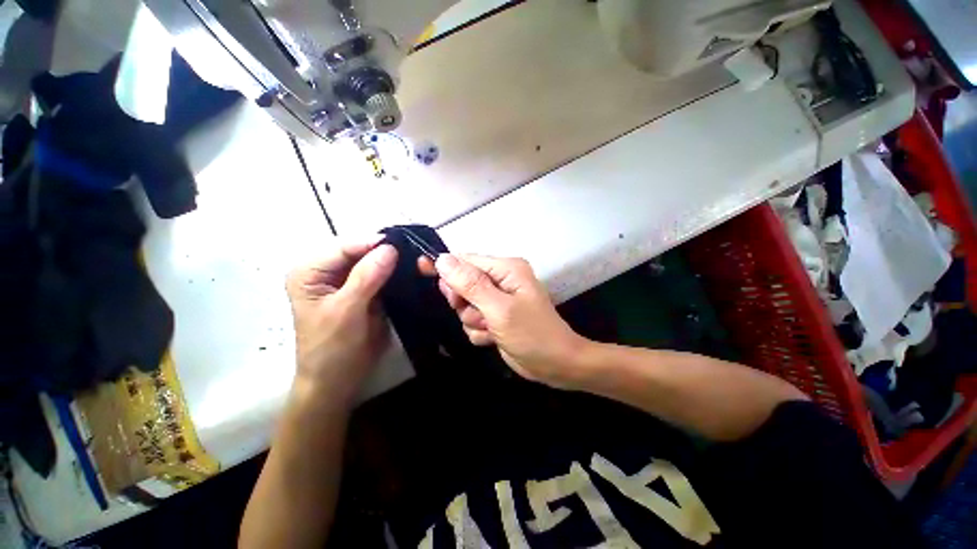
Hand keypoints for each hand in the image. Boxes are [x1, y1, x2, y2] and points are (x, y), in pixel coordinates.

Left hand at [286, 239, 397, 408]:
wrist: (338, 380)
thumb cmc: (331, 348)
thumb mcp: (346, 311)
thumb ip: (366, 277)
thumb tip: (390, 248)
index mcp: (310, 271)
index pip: (344, 246)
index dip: (372, 243)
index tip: (402, 242)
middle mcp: (327, 271)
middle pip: (359, 251)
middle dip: (385, 251)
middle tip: (413, 249)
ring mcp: (347, 281)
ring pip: (373, 262)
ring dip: (393, 262)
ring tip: (416, 258)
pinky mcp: (363, 291)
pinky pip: (381, 276)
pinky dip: (395, 274)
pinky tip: (410, 272)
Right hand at [430, 254, 587, 387]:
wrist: (556, 365)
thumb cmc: (532, 334)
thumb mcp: (499, 309)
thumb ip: (470, 284)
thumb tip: (442, 259)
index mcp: (506, 269)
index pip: (467, 259)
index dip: (445, 266)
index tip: (422, 269)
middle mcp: (501, 280)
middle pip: (463, 283)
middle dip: (464, 301)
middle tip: (476, 312)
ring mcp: (497, 300)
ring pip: (465, 305)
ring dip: (473, 320)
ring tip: (491, 328)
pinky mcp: (495, 318)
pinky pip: (472, 320)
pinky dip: (479, 331)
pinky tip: (493, 337)